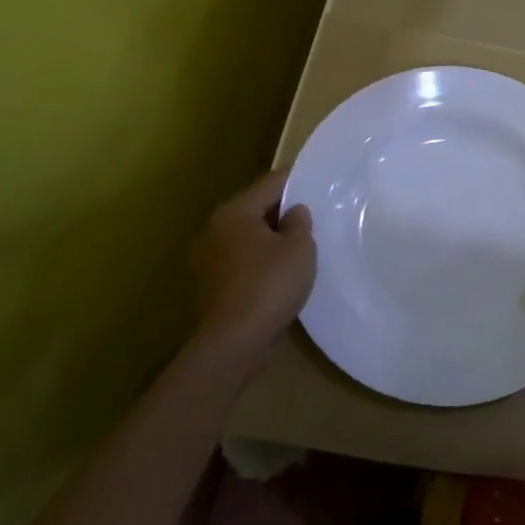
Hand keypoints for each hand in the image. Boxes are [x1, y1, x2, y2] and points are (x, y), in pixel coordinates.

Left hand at [188, 170, 316, 373]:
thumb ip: (299, 222)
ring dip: (269, 239)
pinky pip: (240, 261)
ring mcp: (208, 258)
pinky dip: (258, 261)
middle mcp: (214, 228)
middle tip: (310, 221)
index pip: (270, 183)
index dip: (296, 182)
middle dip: (281, 212)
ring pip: (246, 236)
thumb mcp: (299, 248)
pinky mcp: (209, 284)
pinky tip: (277, 274)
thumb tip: (293, 212)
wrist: (233, 342)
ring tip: (296, 249)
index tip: (317, 187)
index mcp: (235, 211)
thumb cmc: (269, 285)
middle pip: (254, 208)